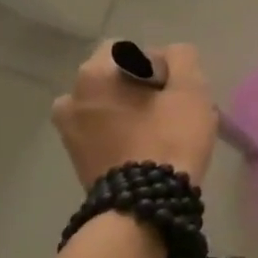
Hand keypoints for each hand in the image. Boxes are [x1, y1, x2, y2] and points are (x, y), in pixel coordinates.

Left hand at [52, 42, 217, 188]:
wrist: (143, 208)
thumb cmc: (168, 139)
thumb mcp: (190, 90)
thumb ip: (182, 58)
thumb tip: (171, 56)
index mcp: (93, 75)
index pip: (130, 50)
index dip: (159, 64)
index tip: (177, 89)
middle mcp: (70, 98)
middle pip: (116, 79)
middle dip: (142, 89)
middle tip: (172, 110)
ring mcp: (68, 132)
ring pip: (109, 107)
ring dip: (130, 112)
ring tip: (159, 132)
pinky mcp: (76, 160)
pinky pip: (103, 133)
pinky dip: (122, 135)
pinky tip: (145, 150)